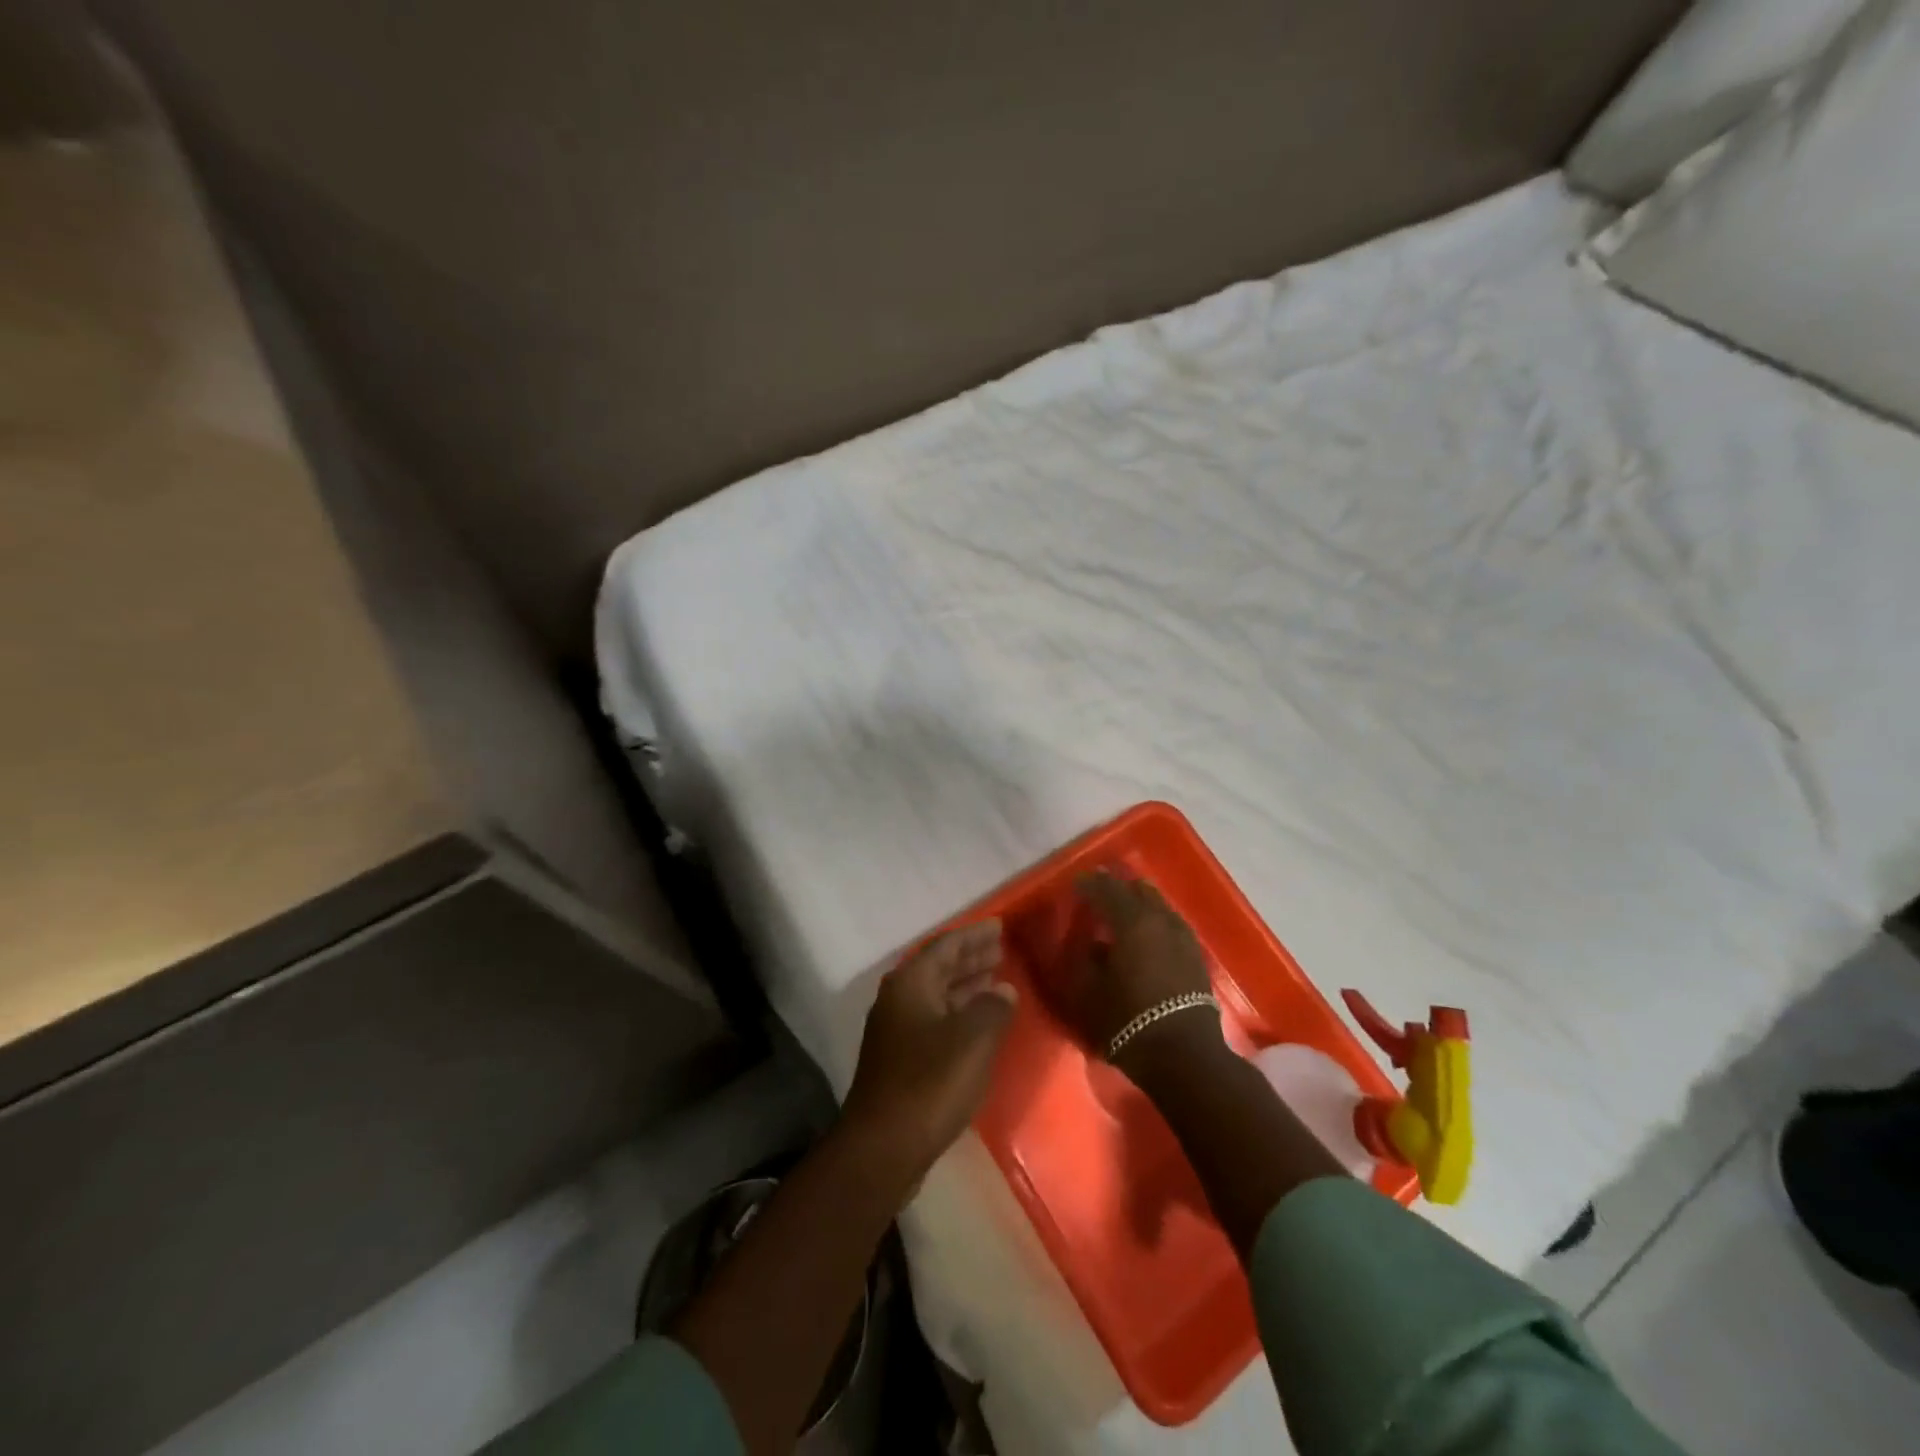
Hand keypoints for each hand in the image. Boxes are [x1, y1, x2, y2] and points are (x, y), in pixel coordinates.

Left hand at [843, 921, 1016, 1185]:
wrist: (883, 1146)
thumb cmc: (930, 1082)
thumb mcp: (972, 1039)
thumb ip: (993, 1008)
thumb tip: (1004, 990)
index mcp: (911, 983)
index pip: (946, 945)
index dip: (975, 935)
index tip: (1000, 927)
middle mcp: (898, 999)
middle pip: (939, 967)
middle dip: (970, 958)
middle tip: (1001, 950)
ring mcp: (896, 1030)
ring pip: (937, 995)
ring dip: (966, 985)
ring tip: (997, 980)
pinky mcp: (900, 1059)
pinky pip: (935, 1019)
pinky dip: (958, 1012)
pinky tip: (979, 1023)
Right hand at [1067, 873, 1223, 1066]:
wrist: (1184, 1055)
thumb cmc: (1128, 1021)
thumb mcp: (1087, 991)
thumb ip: (1081, 957)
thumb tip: (1085, 940)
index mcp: (1132, 921)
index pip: (1106, 888)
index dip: (1088, 884)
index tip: (1075, 885)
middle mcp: (1160, 919)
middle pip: (1138, 890)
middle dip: (1117, 888)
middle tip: (1099, 895)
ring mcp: (1183, 936)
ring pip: (1159, 904)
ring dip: (1139, 903)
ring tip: (1122, 913)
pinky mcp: (1195, 955)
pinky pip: (1171, 923)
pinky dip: (1155, 921)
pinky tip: (1147, 935)